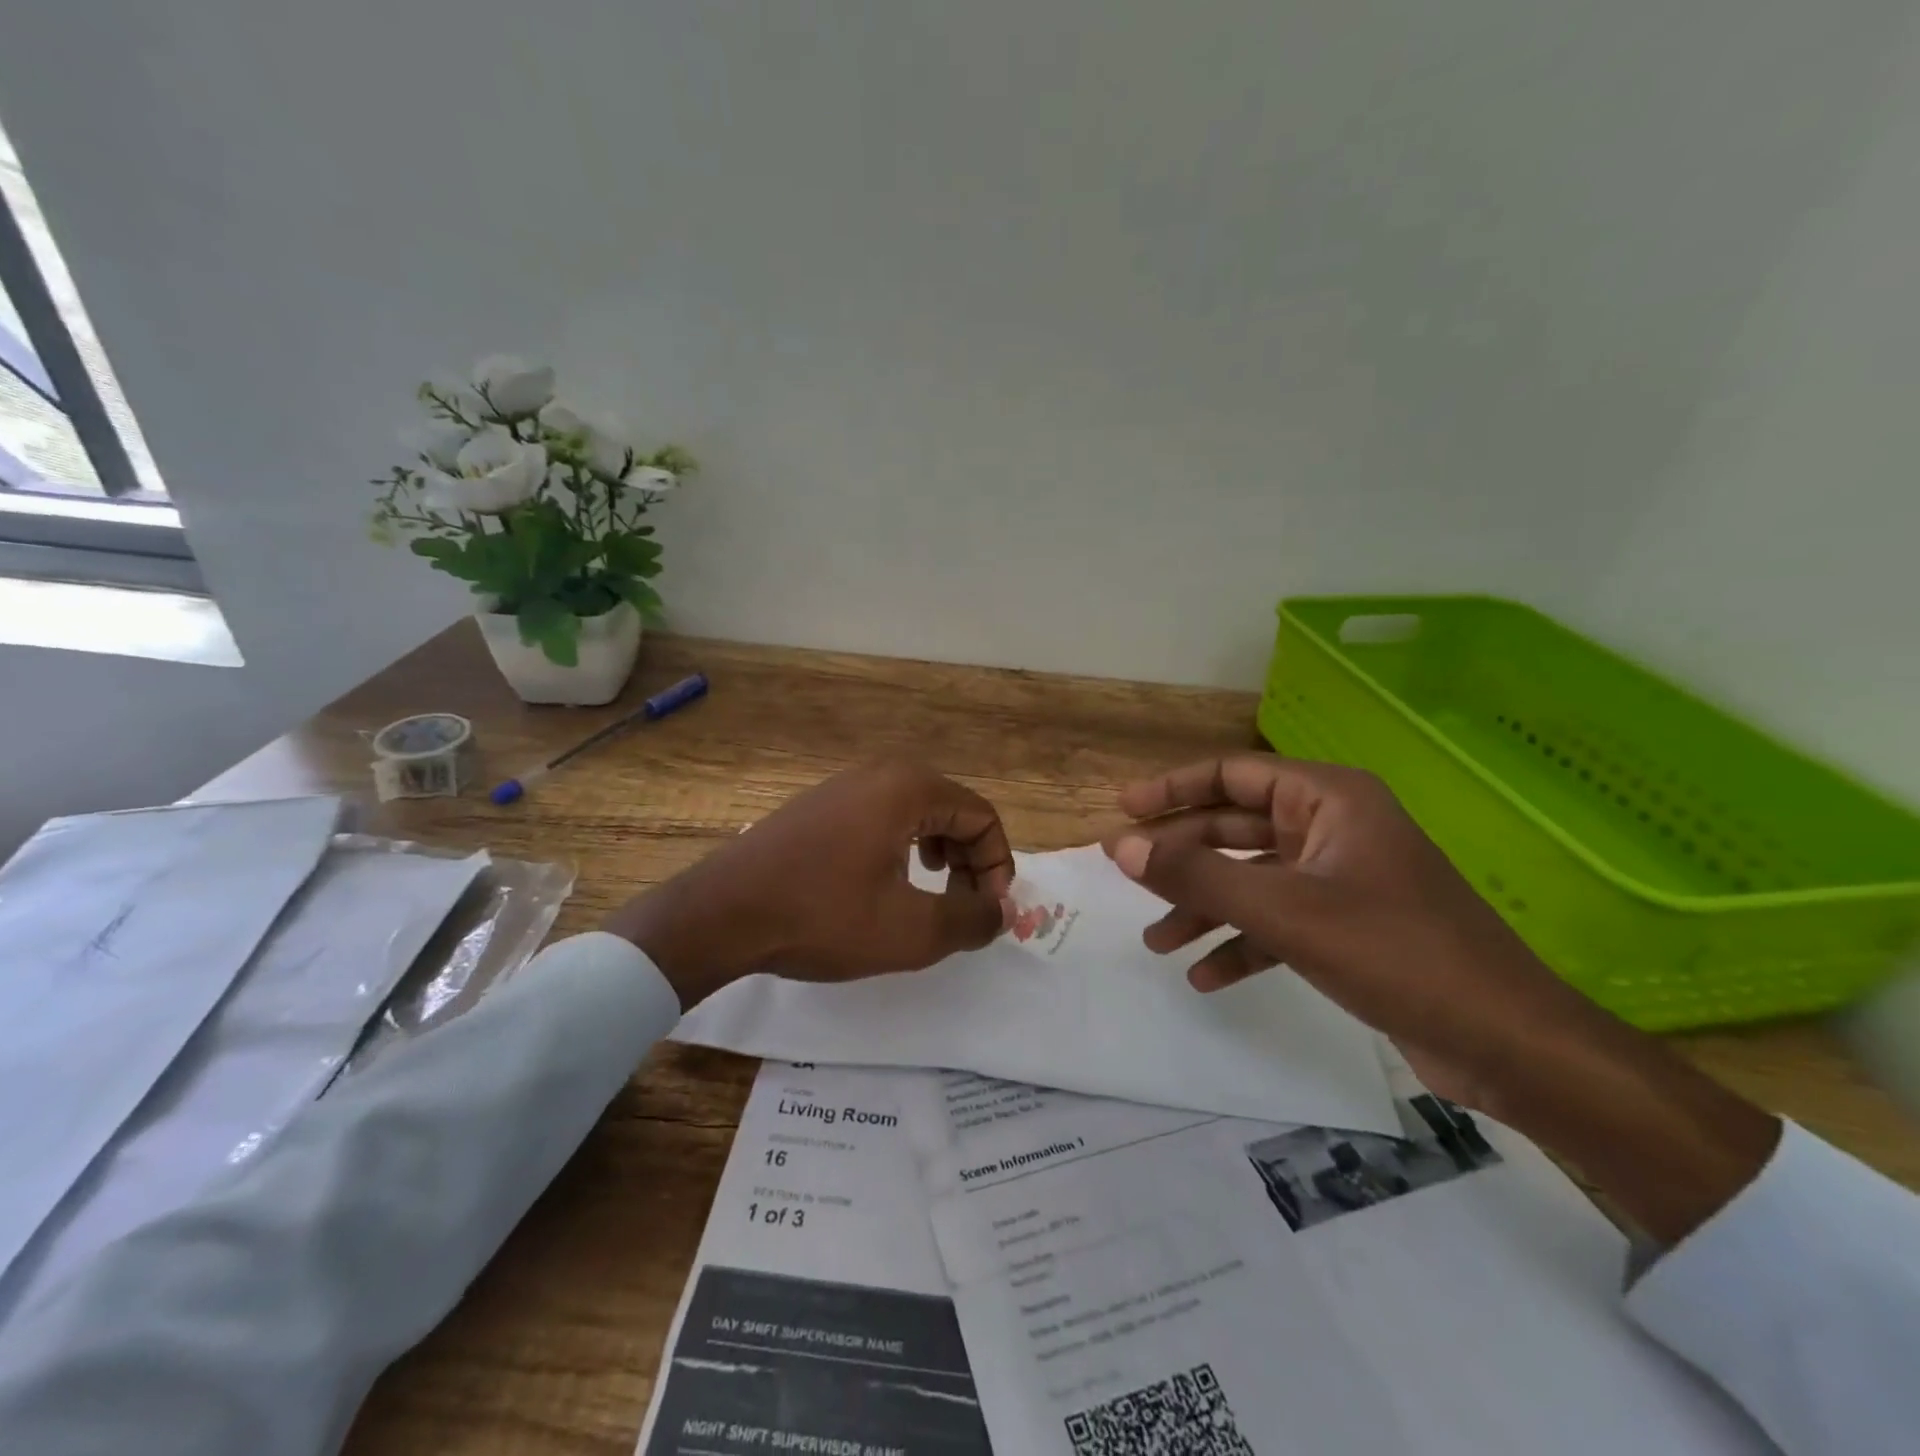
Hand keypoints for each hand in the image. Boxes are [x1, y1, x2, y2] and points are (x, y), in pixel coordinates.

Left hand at [603, 760, 1013, 1007]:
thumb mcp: (909, 930)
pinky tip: (887, 883)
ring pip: (918, 813)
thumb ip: (971, 919)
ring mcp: (845, 784)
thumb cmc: (822, 917)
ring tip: (931, 894)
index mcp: (909, 788)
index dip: (997, 867)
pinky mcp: (821, 804)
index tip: (987, 914)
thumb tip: (1004, 912)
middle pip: (953, 810)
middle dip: (969, 861)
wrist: (721, 914)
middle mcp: (881, 772)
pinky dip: (904, 847)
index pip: (982, 817)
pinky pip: (883, 816)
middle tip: (963, 908)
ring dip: (940, 854)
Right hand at [1106, 754, 1778, 1242]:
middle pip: (1236, 829)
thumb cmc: (1397, 954)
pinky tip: (1207, 976)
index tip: (1123, 811)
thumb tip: (1119, 845)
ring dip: (1204, 906)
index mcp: (1328, 799)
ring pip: (1252, 878)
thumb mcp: (1284, 912)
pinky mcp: (1348, 925)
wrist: (1508, 1044)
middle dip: (1183, 858)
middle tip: (1128, 878)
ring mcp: (1341, 877)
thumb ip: (1198, 876)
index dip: (1173, 789)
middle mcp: (1333, 827)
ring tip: (1158, 941)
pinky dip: (1241, 943)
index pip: (1233, 775)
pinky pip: (1277, 920)